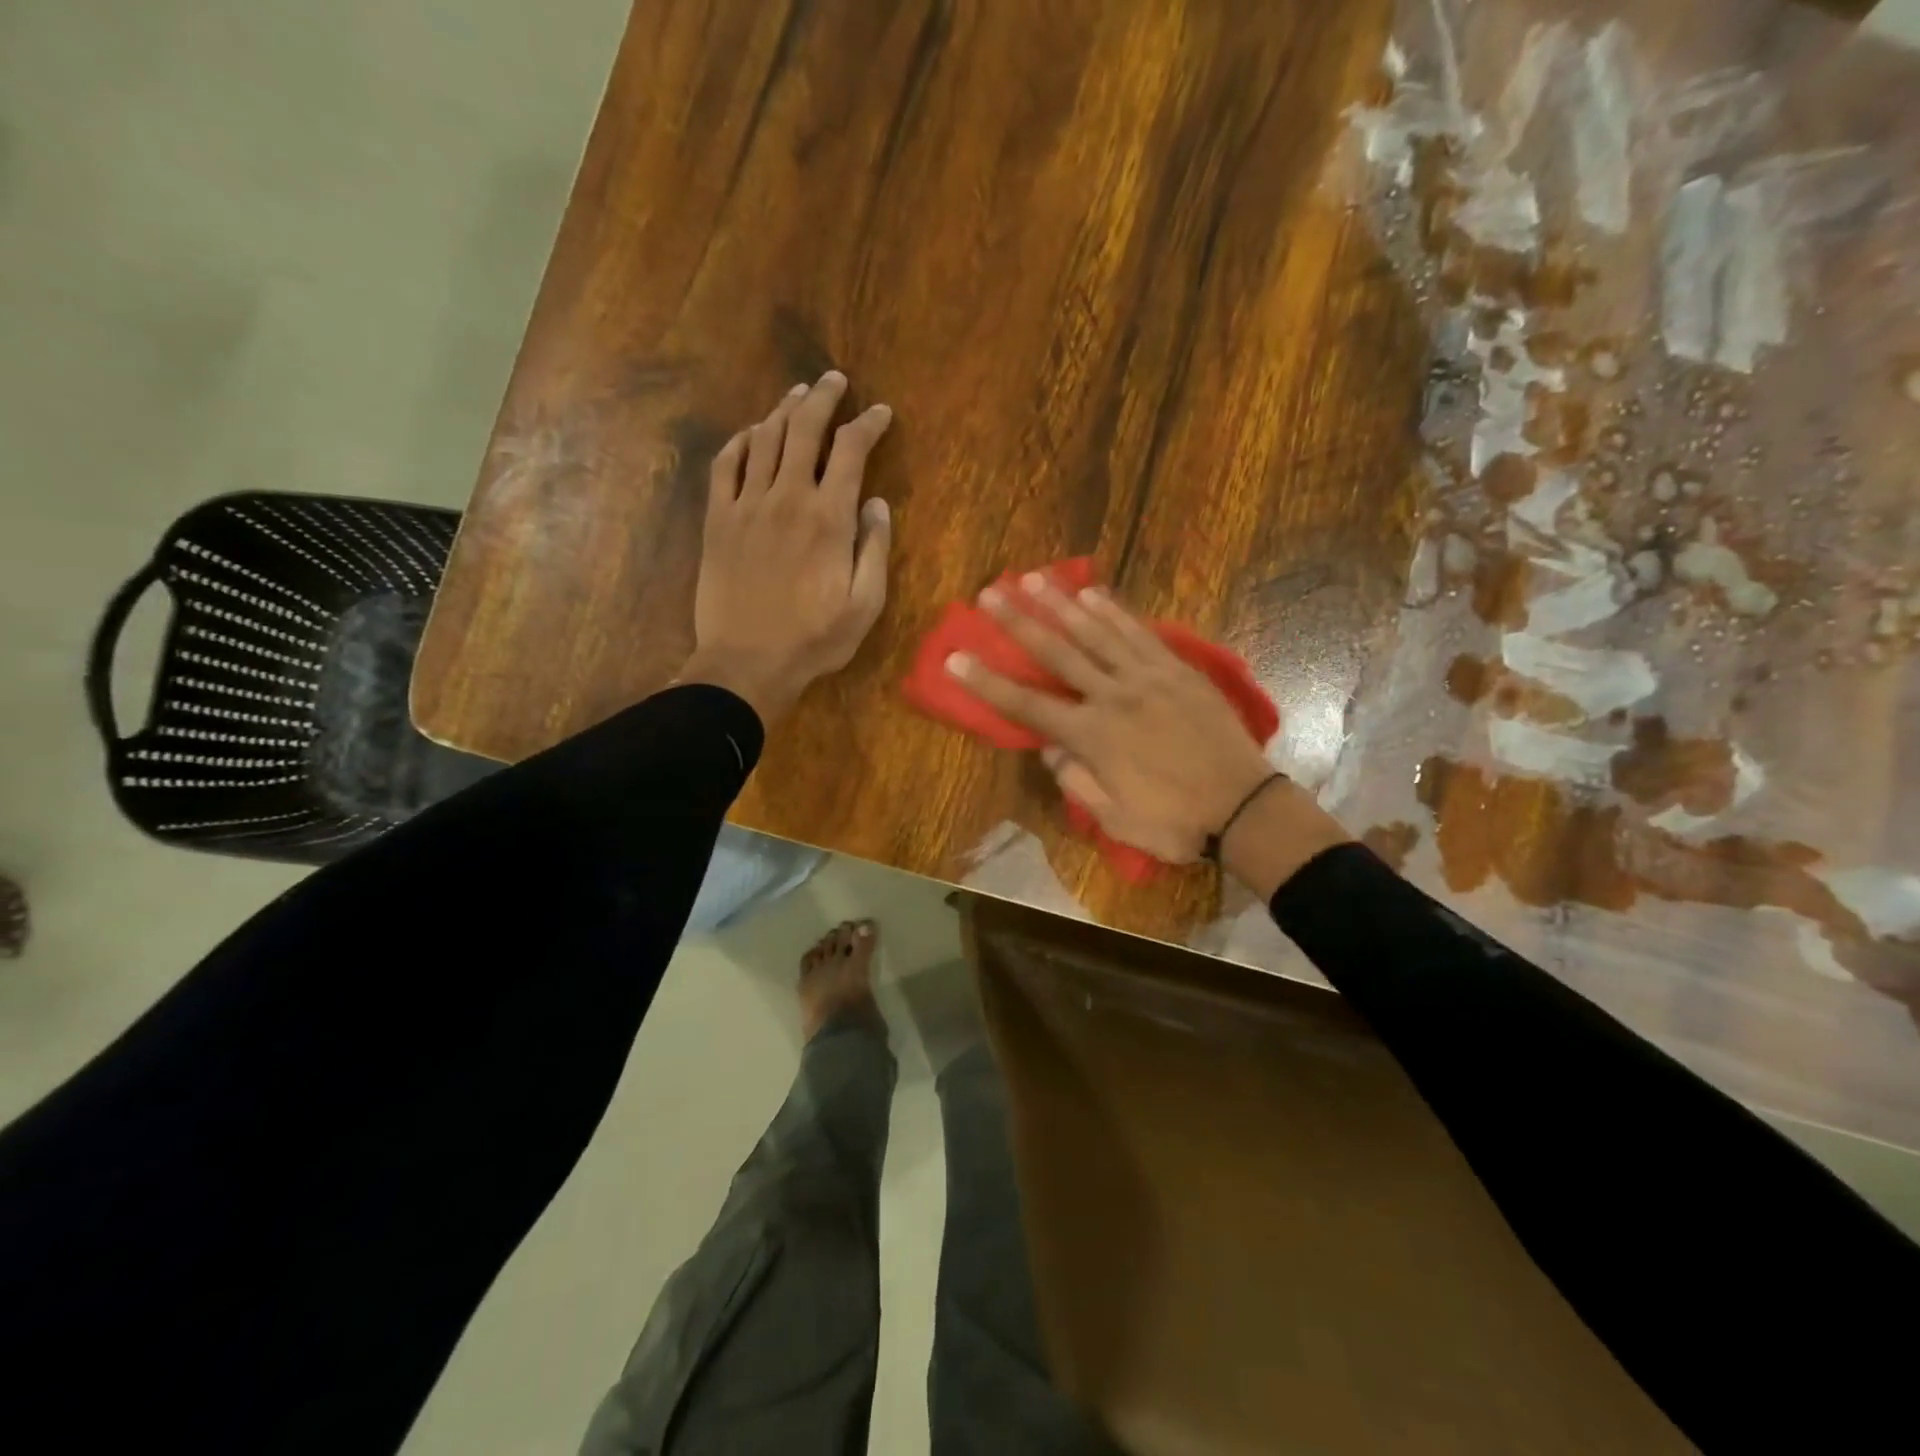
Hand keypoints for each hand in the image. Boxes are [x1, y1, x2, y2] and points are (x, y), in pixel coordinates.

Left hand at [680, 372, 892, 721]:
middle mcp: (787, 498)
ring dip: (783, 411)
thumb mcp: (865, 606)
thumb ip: (874, 550)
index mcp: (829, 518)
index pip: (850, 451)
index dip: (867, 424)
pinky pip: (725, 466)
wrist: (746, 663)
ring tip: (797, 396)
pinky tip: (750, 434)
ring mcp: (747, 506)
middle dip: (823, 398)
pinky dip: (739, 442)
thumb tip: (876, 504)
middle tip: (834, 381)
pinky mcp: (718, 520)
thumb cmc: (814, 640)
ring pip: (764, 439)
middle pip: (804, 429)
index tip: (880, 413)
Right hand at [946, 572, 1278, 863]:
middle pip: (1057, 653)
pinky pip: (1139, 633)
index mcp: (1093, 737)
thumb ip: (1076, 782)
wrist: (1243, 807)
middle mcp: (1113, 697)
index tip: (956, 658)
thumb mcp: (1114, 819)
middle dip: (1018, 622)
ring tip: (1031, 577)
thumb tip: (1049, 750)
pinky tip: (1091, 593)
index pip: (1026, 705)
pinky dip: (1113, 611)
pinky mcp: (1177, 670)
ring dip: (1060, 603)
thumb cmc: (1174, 821)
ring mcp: (1148, 678)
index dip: (987, 682)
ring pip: (1096, 632)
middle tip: (988, 593)